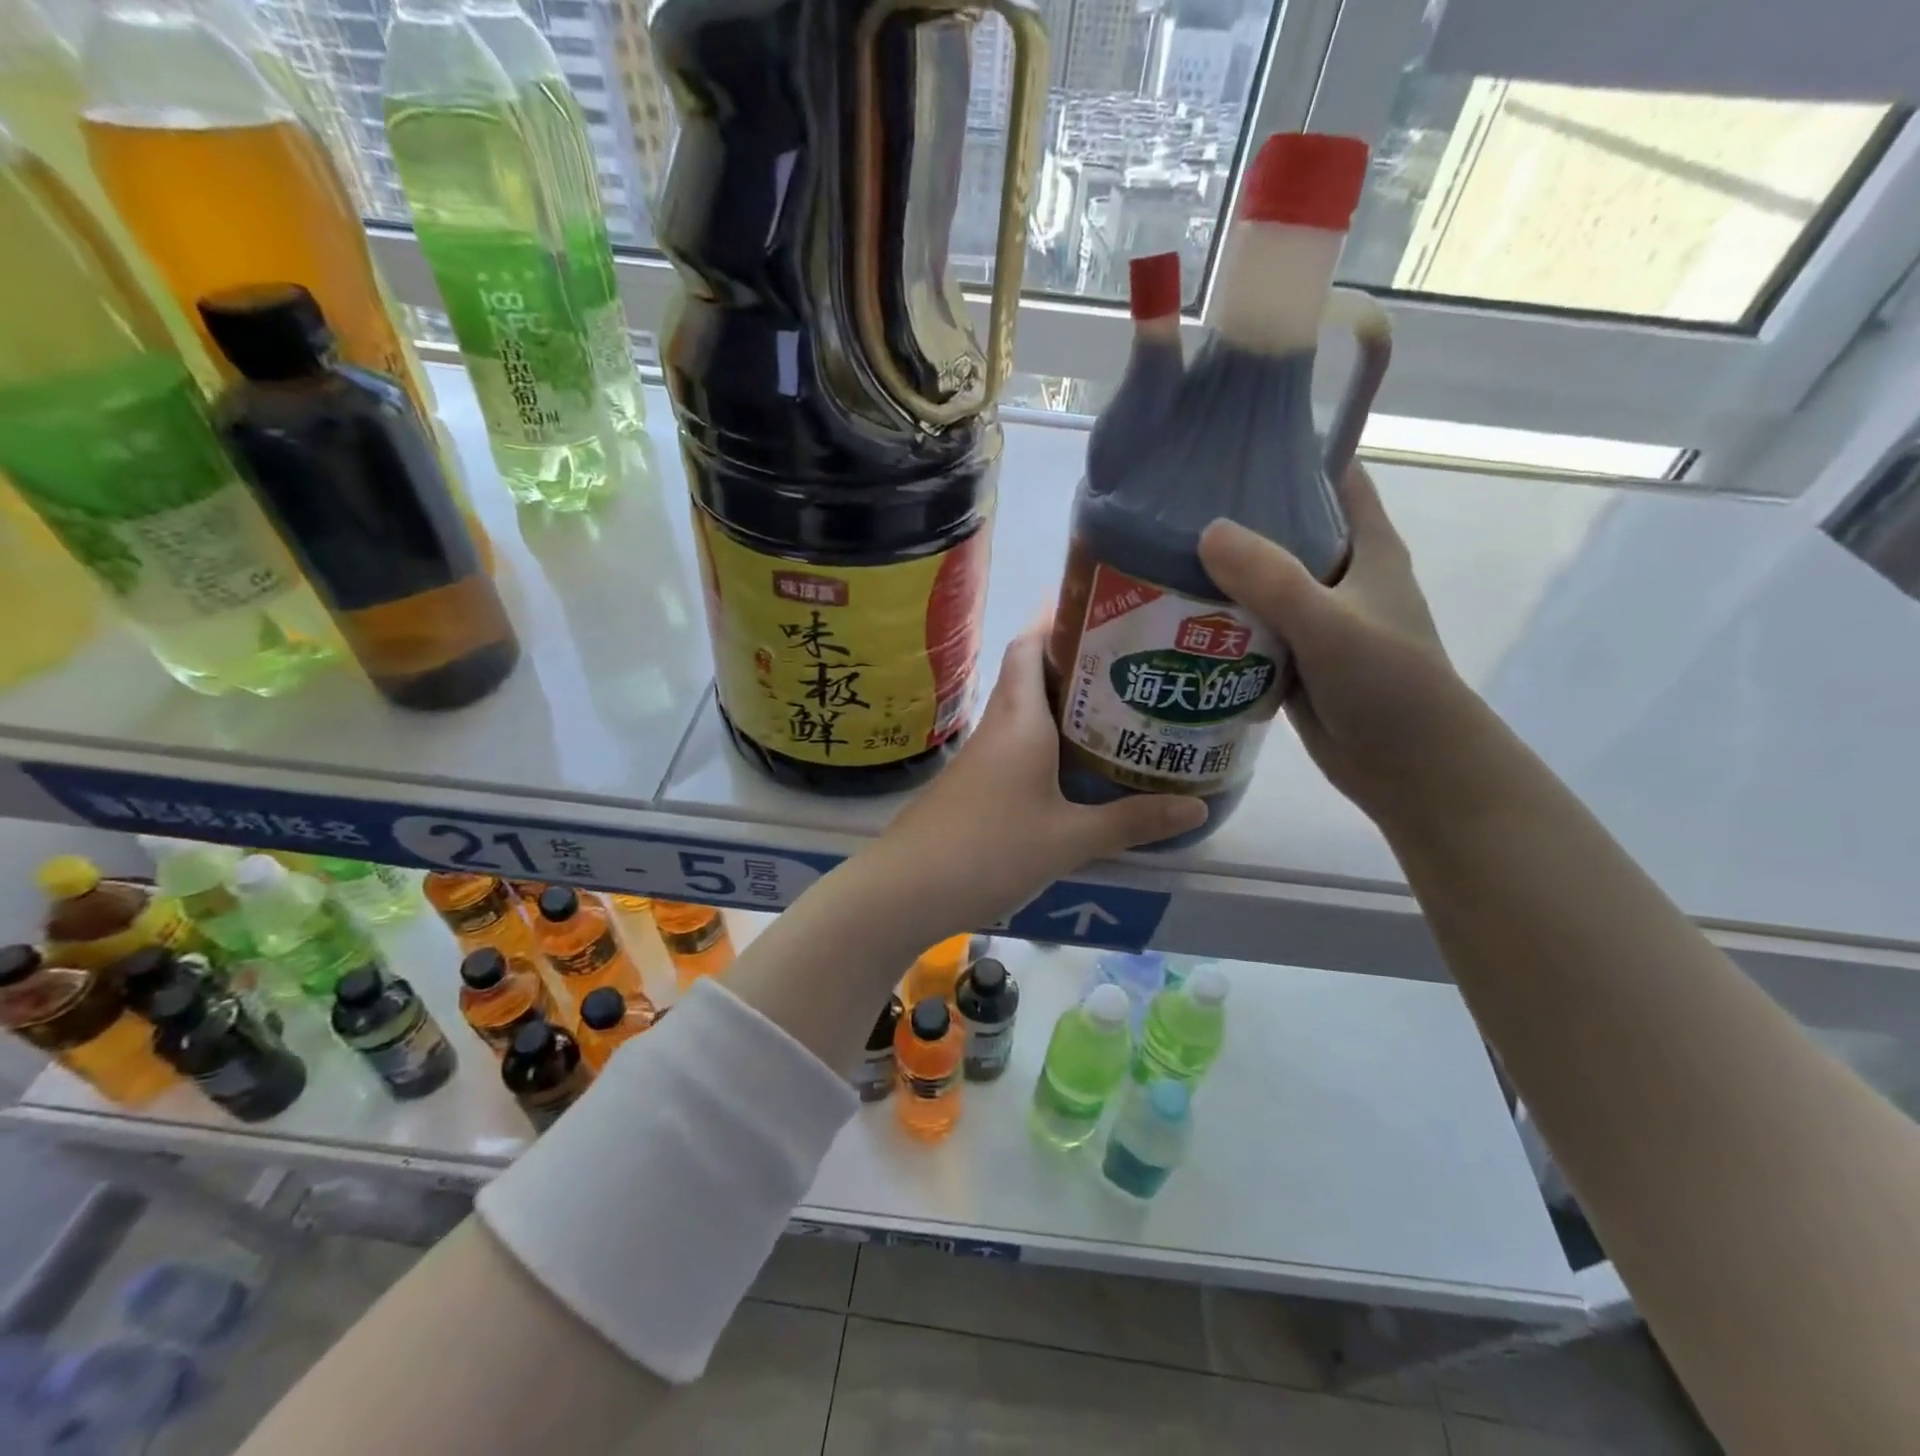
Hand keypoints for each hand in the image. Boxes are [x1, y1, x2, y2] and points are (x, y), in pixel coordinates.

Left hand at [866, 627, 1206, 939]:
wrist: (905, 890)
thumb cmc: (989, 850)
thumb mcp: (1069, 839)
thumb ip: (1131, 821)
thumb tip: (1196, 808)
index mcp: (1020, 720)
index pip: (1029, 646)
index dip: (1057, 619)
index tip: (1099, 607)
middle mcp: (997, 727)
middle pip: (1029, 674)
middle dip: (1072, 661)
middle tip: (1128, 661)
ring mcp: (980, 758)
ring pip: (1023, 713)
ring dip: (1060, 704)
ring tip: (1114, 708)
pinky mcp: (973, 786)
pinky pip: (1015, 746)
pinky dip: (1046, 742)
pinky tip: (1074, 767)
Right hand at [1198, 463, 1484, 828]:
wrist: (1410, 768)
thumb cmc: (1389, 685)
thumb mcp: (1331, 624)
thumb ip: (1272, 579)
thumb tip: (1207, 531)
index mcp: (1367, 546)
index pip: (1332, 476)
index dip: (1289, 453)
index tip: (1227, 443)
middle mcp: (1339, 575)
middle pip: (1283, 528)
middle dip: (1234, 516)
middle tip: (1167, 506)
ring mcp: (1313, 618)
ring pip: (1258, 582)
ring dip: (1217, 574)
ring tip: (1153, 557)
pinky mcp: (1291, 658)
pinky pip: (1247, 629)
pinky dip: (1216, 622)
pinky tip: (1169, 617)